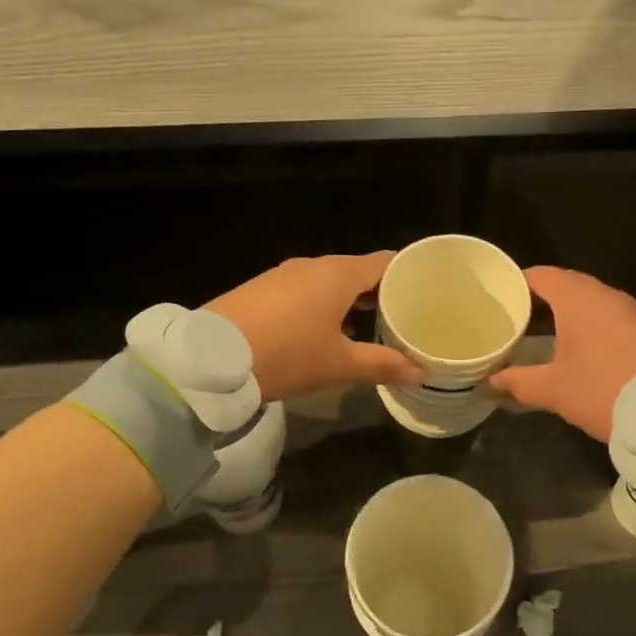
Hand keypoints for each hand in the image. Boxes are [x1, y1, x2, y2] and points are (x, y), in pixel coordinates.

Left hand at [207, 253, 422, 403]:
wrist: (209, 359)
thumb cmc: (286, 354)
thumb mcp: (337, 364)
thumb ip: (382, 364)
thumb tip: (421, 373)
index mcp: (338, 274)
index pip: (385, 262)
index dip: (407, 275)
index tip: (426, 293)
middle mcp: (313, 265)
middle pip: (358, 270)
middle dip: (380, 291)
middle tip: (403, 315)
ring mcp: (284, 275)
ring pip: (330, 280)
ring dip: (350, 299)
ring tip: (369, 325)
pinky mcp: (262, 288)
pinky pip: (305, 289)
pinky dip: (323, 303)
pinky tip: (325, 330)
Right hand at [487, 267, 635, 441]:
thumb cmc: (603, 390)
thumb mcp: (554, 390)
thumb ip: (518, 382)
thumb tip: (489, 382)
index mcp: (578, 299)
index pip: (541, 275)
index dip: (517, 282)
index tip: (499, 296)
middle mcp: (605, 295)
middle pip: (566, 284)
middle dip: (541, 297)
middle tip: (516, 316)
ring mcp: (630, 310)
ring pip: (590, 300)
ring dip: (567, 311)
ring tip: (543, 331)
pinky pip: (609, 315)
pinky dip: (590, 323)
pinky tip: (580, 346)